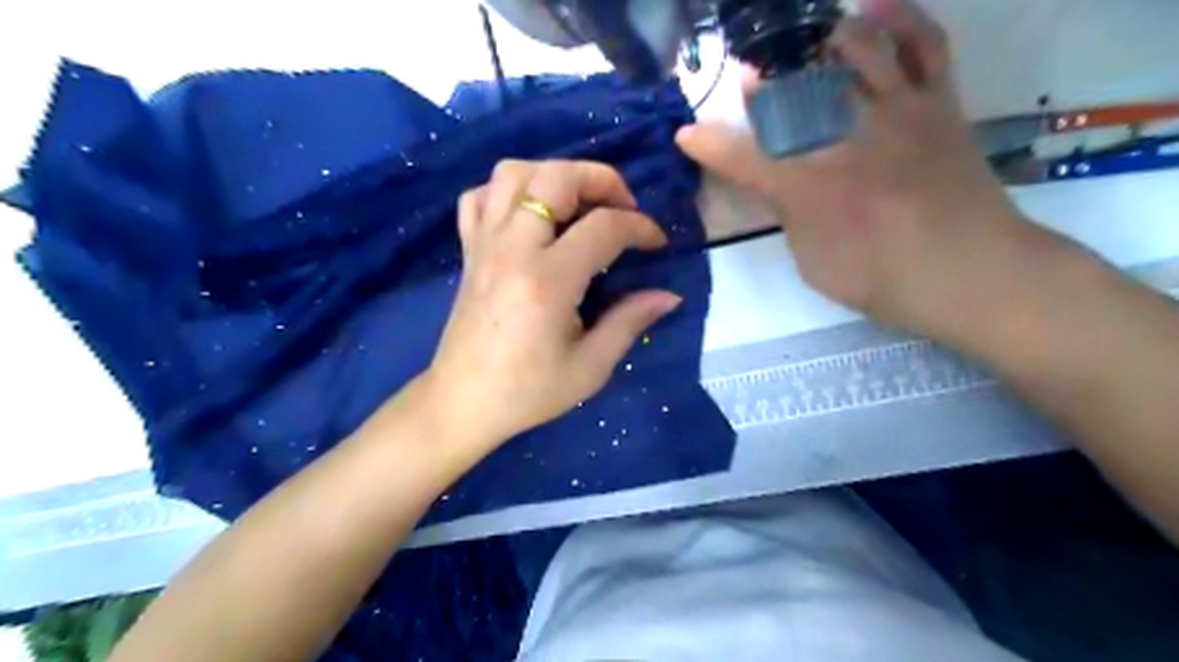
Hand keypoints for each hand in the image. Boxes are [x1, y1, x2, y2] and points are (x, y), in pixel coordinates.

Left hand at [424, 160, 681, 448]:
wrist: (463, 402)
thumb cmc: (529, 391)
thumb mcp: (590, 367)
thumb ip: (630, 321)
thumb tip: (669, 295)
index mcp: (547, 281)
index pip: (603, 227)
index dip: (640, 227)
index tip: (657, 244)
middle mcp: (512, 249)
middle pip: (555, 178)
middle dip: (600, 179)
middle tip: (622, 205)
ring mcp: (484, 245)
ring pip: (512, 174)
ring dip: (553, 175)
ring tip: (578, 203)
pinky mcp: (469, 251)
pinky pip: (480, 197)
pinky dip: (508, 191)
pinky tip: (530, 214)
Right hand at [677, 0, 1053, 343]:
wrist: (973, 273)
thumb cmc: (883, 280)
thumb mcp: (813, 263)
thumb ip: (790, 219)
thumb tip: (781, 188)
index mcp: (810, 187)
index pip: (744, 159)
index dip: (708, 146)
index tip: (686, 135)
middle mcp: (847, 138)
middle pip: (794, 92)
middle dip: (764, 82)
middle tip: (751, 79)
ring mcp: (896, 112)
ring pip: (855, 50)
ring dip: (823, 38)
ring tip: (809, 39)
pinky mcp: (937, 104)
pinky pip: (925, 44)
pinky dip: (901, 18)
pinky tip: (875, 8)